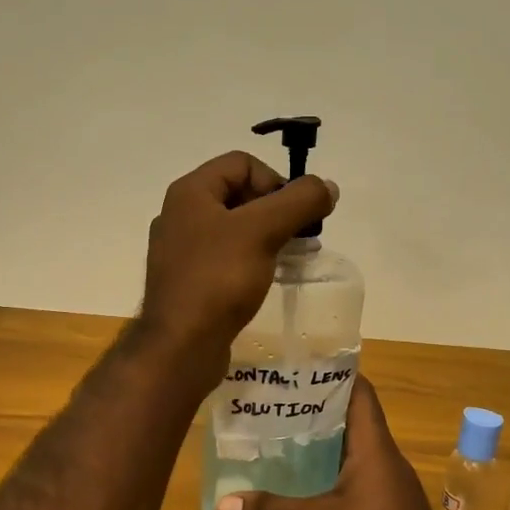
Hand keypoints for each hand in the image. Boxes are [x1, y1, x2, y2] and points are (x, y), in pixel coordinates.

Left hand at [138, 150, 337, 364]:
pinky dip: (250, 260)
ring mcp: (181, 251)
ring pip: (234, 228)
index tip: (295, 215)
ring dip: (267, 236)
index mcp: (190, 193)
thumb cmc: (218, 279)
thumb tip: (328, 186)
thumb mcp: (263, 231)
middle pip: (239, 194)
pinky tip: (265, 280)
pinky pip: (225, 258)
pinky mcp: (188, 281)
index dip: (275, 181)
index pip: (242, 163)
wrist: (181, 346)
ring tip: (290, 258)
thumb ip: (299, 202)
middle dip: (276, 210)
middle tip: (299, 237)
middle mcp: (181, 215)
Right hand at [213, 377, 459, 509]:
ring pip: (350, 455)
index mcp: (374, 448)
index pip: (359, 392)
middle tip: (271, 403)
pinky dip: (326, 479)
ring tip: (276, 440)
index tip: (298, 365)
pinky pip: (352, 484)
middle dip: (313, 411)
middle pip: (350, 422)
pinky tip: (298, 489)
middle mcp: (384, 461)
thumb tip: (221, 506)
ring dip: (319, 448)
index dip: (333, 373)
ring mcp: (388, 490)